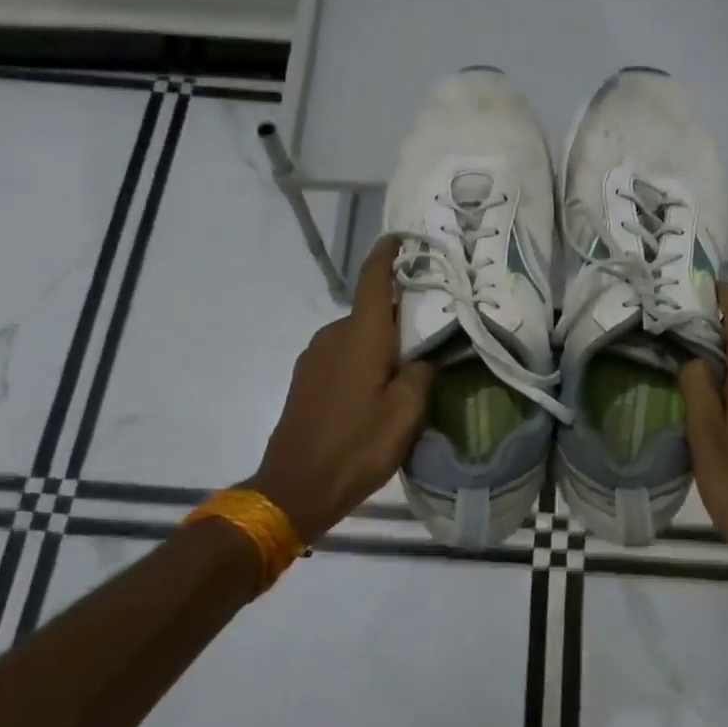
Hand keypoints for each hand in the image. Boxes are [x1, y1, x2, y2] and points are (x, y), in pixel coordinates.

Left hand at [247, 238, 435, 542]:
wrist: (294, 488)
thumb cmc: (357, 445)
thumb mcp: (406, 412)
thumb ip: (422, 372)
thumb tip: (426, 352)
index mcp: (361, 334)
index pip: (374, 277)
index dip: (388, 252)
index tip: (405, 238)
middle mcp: (334, 334)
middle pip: (372, 309)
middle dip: (400, 312)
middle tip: (432, 328)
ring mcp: (314, 356)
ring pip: (357, 334)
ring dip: (381, 341)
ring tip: (408, 366)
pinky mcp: (305, 378)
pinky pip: (342, 353)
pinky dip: (363, 358)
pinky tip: (377, 389)